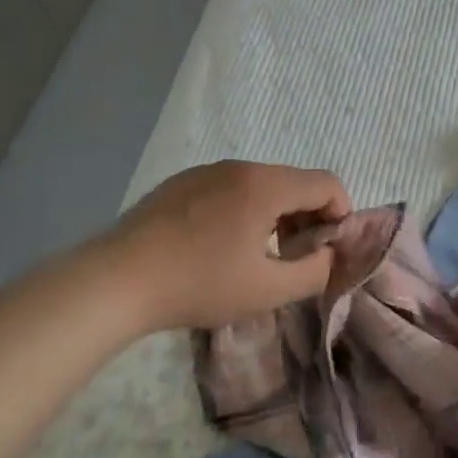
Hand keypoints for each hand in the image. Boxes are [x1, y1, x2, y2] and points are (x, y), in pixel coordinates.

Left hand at [96, 161, 351, 333]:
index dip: (341, 215)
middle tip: (294, 258)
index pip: (328, 183)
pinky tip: (217, 246)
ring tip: (256, 255)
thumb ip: (314, 271)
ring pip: (261, 184)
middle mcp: (241, 166)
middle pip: (295, 182)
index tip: (327, 251)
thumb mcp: (267, 290)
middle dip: (308, 217)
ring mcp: (207, 170)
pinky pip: (229, 188)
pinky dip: (243, 210)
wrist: (117, 279)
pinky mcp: (181, 182)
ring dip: (275, 214)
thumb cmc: (199, 284)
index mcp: (266, 185)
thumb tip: (328, 254)